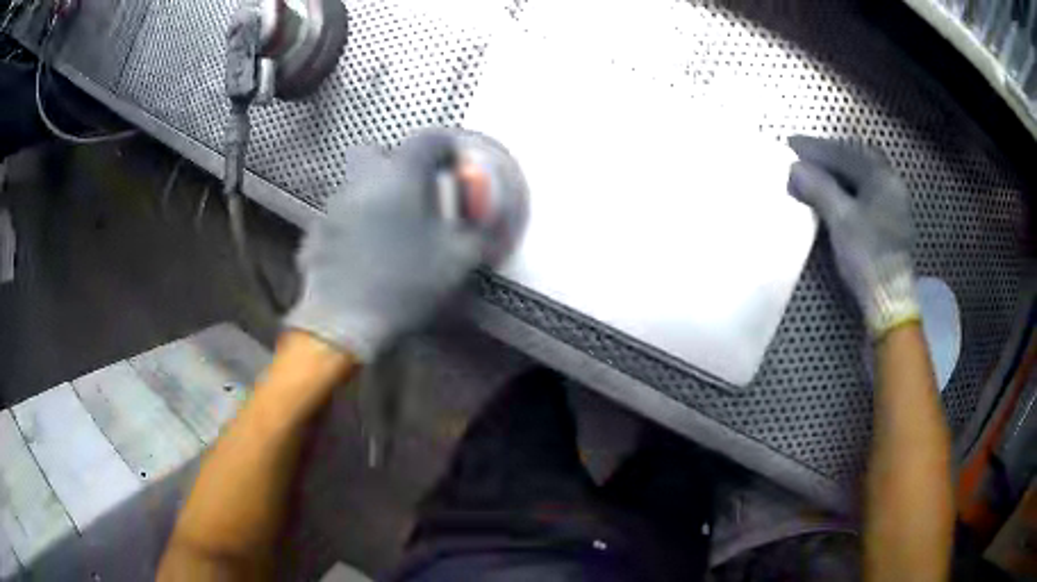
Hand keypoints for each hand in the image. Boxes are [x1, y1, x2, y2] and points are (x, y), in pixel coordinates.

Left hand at [286, 129, 483, 360]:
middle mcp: (362, 180)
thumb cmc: (404, 284)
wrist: (344, 321)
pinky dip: (354, 223)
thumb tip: (488, 220)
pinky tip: (363, 252)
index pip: (428, 139)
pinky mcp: (316, 231)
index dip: (446, 147)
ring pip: (356, 183)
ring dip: (375, 194)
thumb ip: (479, 231)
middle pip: (377, 151)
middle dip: (397, 162)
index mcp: (401, 176)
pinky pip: (340, 214)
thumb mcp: (458, 260)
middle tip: (413, 190)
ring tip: (390, 228)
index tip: (454, 164)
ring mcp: (334, 205)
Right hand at [788, 135, 918, 338]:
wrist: (889, 300)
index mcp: (882, 178)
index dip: (817, 148)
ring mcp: (894, 205)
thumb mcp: (841, 219)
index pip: (844, 153)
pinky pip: (866, 193)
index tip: (791, 144)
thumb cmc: (868, 256)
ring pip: (862, 177)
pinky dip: (848, 188)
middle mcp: (892, 184)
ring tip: (817, 173)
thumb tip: (794, 168)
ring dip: (839, 172)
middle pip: (857, 160)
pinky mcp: (891, 224)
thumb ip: (819, 189)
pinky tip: (837, 194)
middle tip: (805, 157)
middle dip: (830, 156)